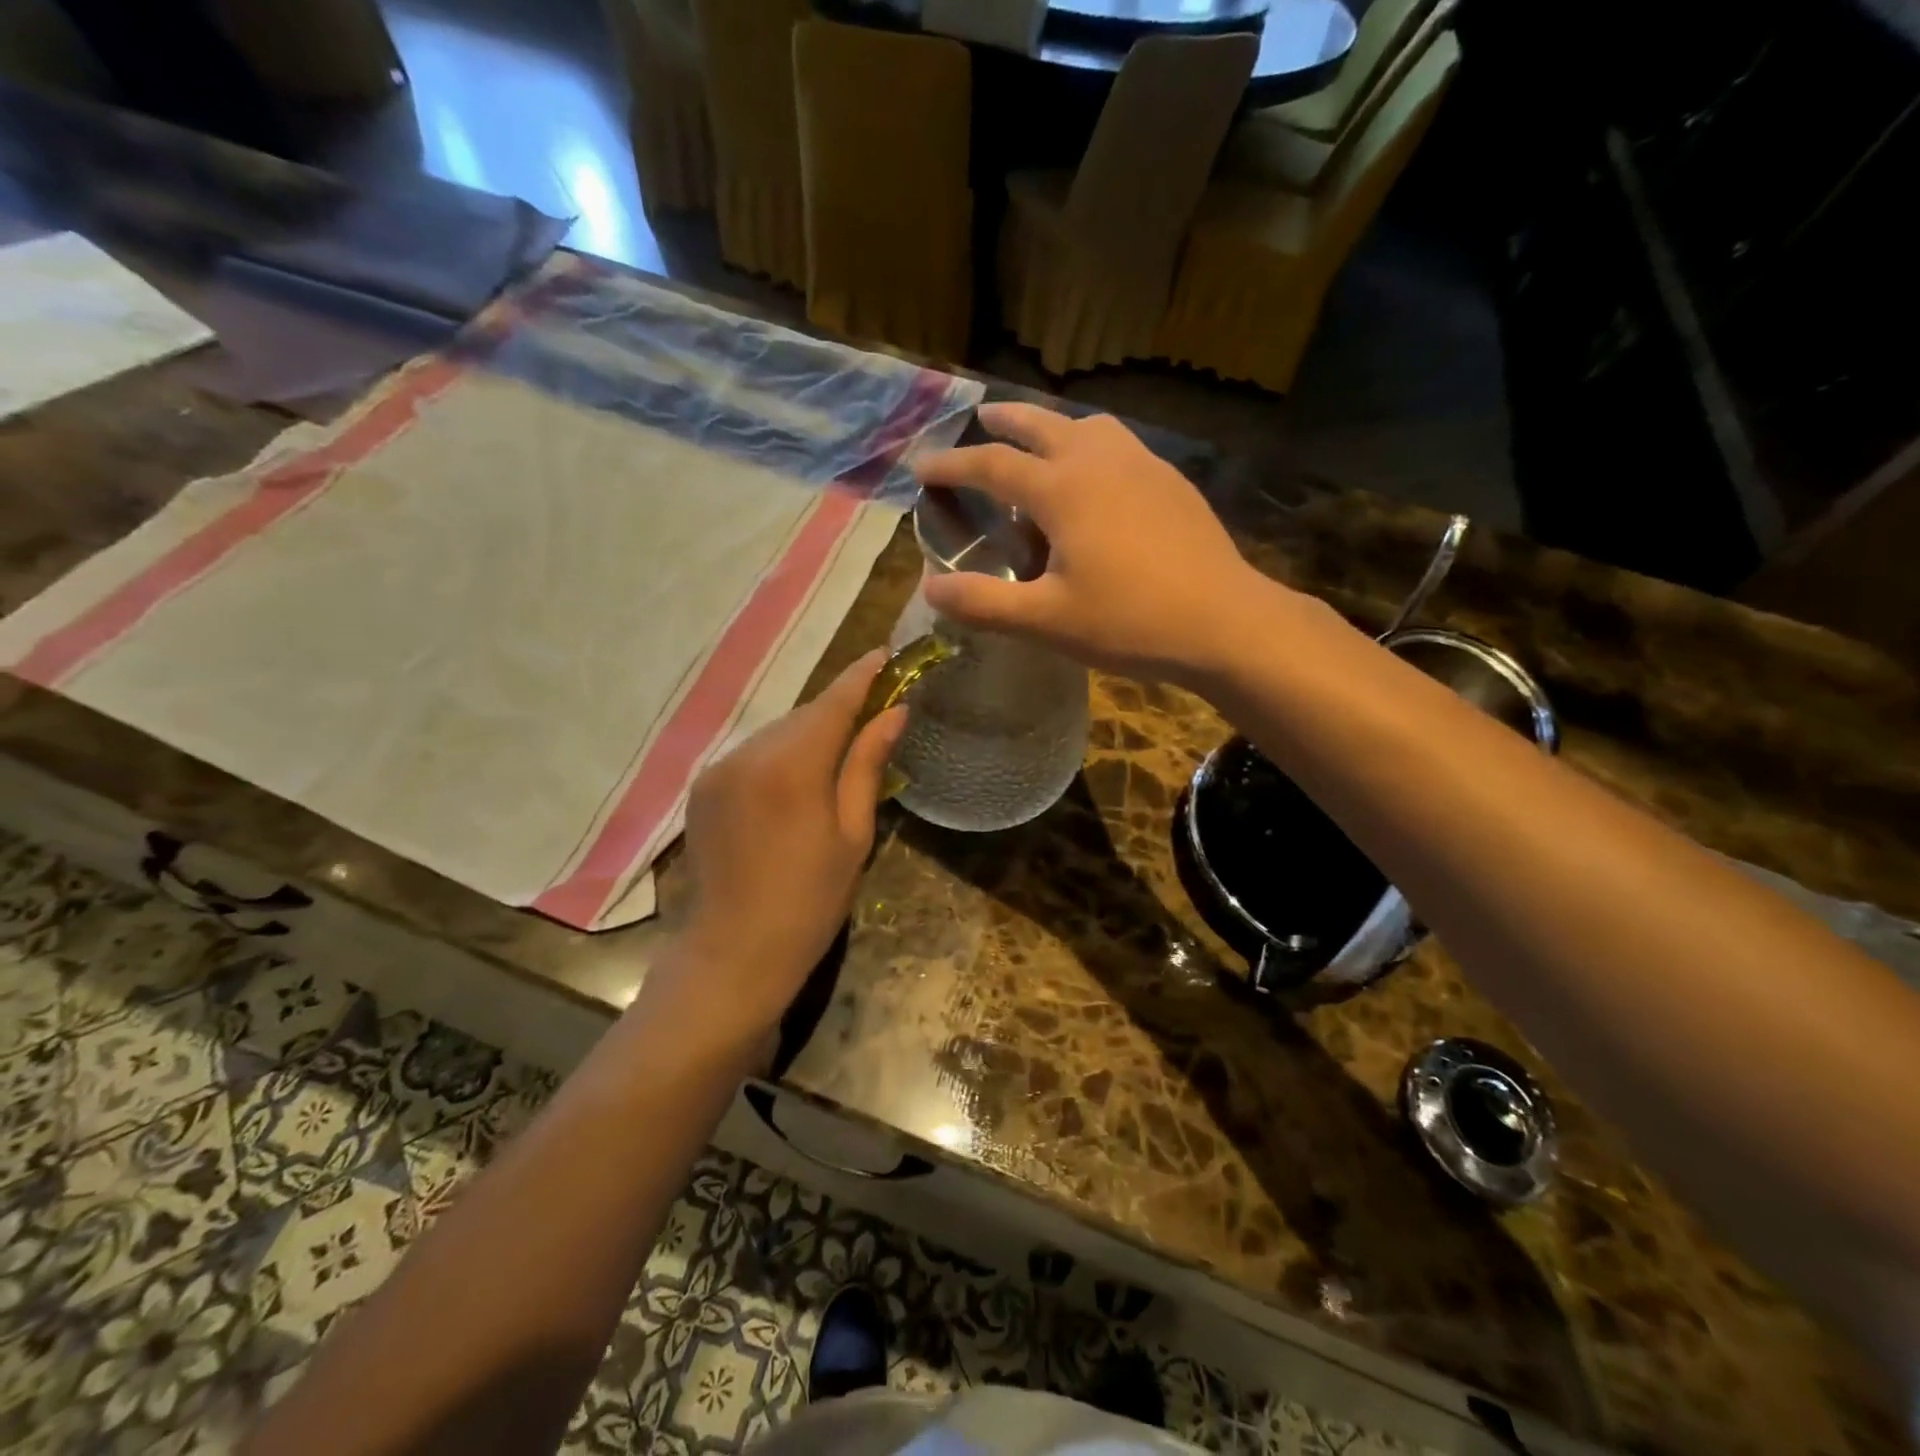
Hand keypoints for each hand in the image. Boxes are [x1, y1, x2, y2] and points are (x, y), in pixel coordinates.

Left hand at [662, 651, 905, 1042]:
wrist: (731, 955)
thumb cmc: (809, 902)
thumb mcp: (853, 835)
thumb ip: (867, 765)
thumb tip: (895, 713)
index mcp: (792, 766)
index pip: (834, 701)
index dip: (863, 675)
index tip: (887, 654)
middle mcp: (748, 753)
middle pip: (804, 714)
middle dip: (839, 709)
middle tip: (875, 714)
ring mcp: (718, 768)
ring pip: (777, 733)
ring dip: (809, 734)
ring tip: (838, 757)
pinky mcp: (702, 787)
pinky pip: (752, 754)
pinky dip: (780, 755)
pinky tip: (797, 783)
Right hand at [913, 402, 1286, 685]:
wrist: (1225, 622)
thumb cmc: (1130, 622)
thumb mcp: (1046, 621)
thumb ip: (984, 603)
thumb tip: (929, 589)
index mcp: (1063, 489)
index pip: (992, 464)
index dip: (952, 464)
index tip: (923, 466)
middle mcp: (1100, 461)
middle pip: (1042, 423)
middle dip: (1003, 420)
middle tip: (978, 416)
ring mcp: (1143, 465)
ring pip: (1088, 426)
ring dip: (1053, 425)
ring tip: (1039, 440)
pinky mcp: (1171, 482)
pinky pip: (1120, 444)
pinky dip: (1091, 444)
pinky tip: (1098, 476)